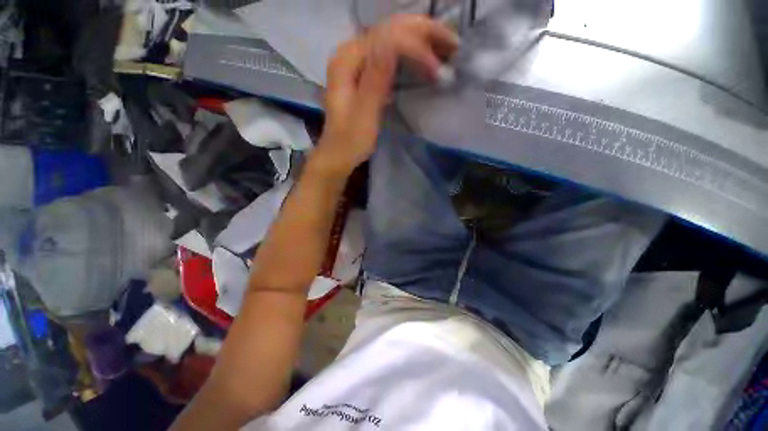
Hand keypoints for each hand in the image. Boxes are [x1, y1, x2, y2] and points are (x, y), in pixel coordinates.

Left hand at [312, 15, 458, 175]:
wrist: (339, 154)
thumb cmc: (351, 140)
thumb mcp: (365, 112)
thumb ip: (377, 77)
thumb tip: (394, 40)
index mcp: (347, 59)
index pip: (388, 38)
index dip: (416, 47)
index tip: (437, 70)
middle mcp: (350, 53)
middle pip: (390, 30)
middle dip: (423, 33)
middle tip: (452, 44)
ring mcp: (357, 63)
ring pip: (392, 40)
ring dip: (419, 41)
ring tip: (444, 49)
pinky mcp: (364, 75)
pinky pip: (390, 55)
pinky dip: (409, 55)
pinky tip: (423, 60)